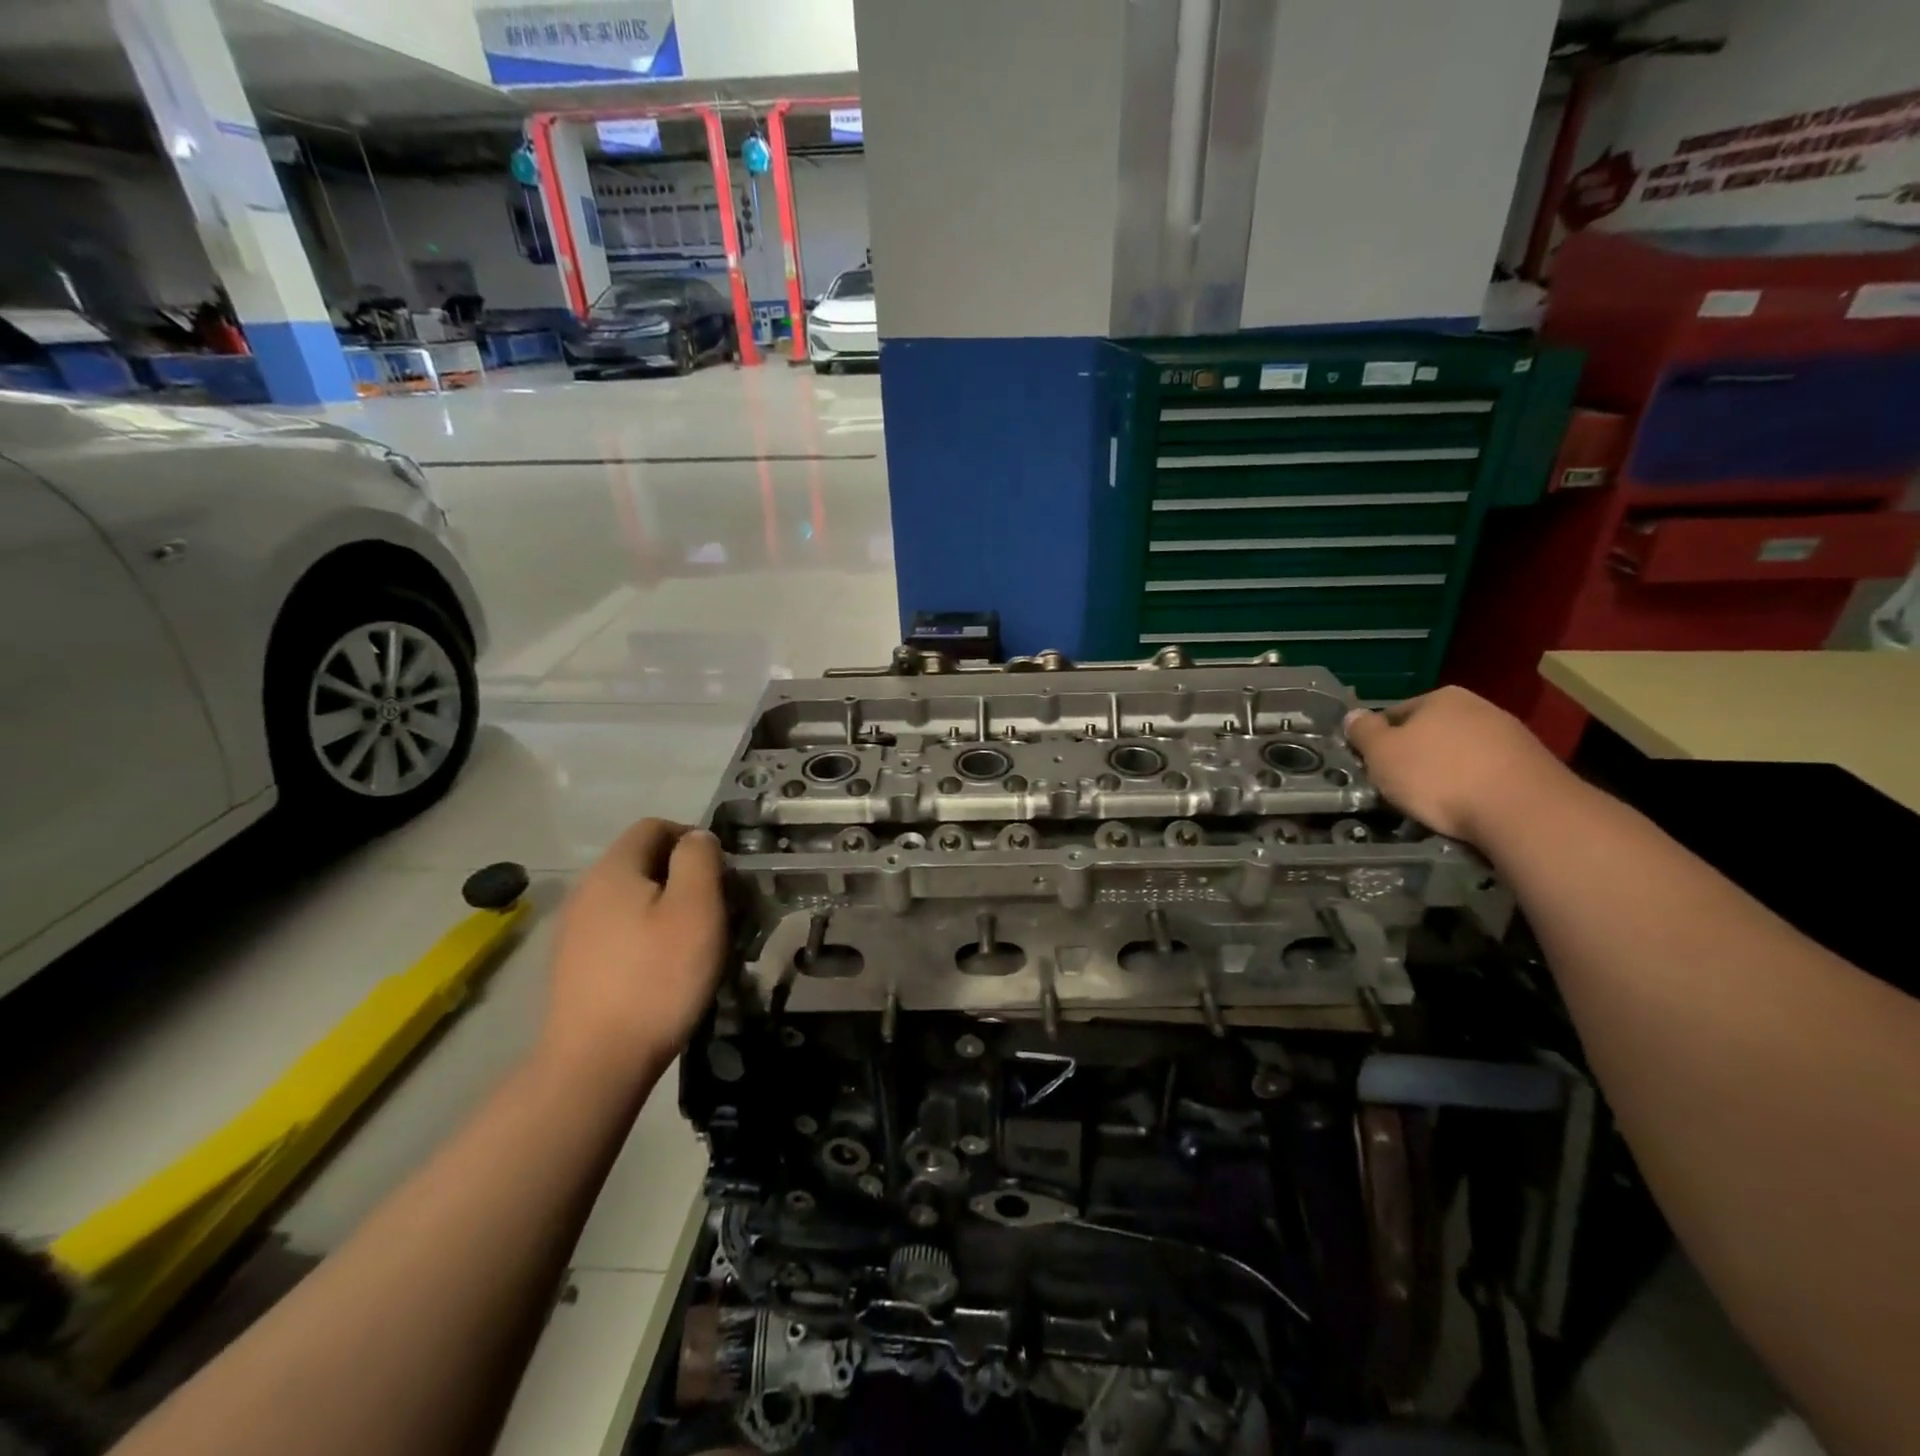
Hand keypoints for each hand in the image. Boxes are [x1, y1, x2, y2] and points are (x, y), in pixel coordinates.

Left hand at [540, 819, 726, 1086]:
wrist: (595, 1063)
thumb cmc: (657, 978)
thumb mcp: (696, 909)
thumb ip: (699, 859)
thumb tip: (696, 837)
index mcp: (613, 869)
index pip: (654, 826)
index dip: (692, 837)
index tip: (722, 872)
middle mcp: (585, 890)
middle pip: (640, 861)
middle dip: (681, 874)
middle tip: (715, 908)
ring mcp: (573, 930)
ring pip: (629, 897)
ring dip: (664, 906)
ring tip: (692, 940)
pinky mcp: (573, 965)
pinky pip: (616, 929)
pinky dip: (643, 934)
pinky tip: (660, 968)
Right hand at [1343, 686, 1568, 843]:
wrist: (1524, 811)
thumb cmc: (1439, 776)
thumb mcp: (1382, 754)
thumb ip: (1363, 732)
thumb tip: (1353, 716)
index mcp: (1441, 697)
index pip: (1395, 714)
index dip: (1379, 742)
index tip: (1374, 768)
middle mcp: (1479, 707)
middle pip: (1431, 732)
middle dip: (1415, 756)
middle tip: (1400, 787)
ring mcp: (1511, 735)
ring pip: (1461, 753)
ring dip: (1447, 773)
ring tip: (1436, 803)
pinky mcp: (1534, 765)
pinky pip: (1488, 773)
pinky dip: (1475, 787)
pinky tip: (1469, 809)